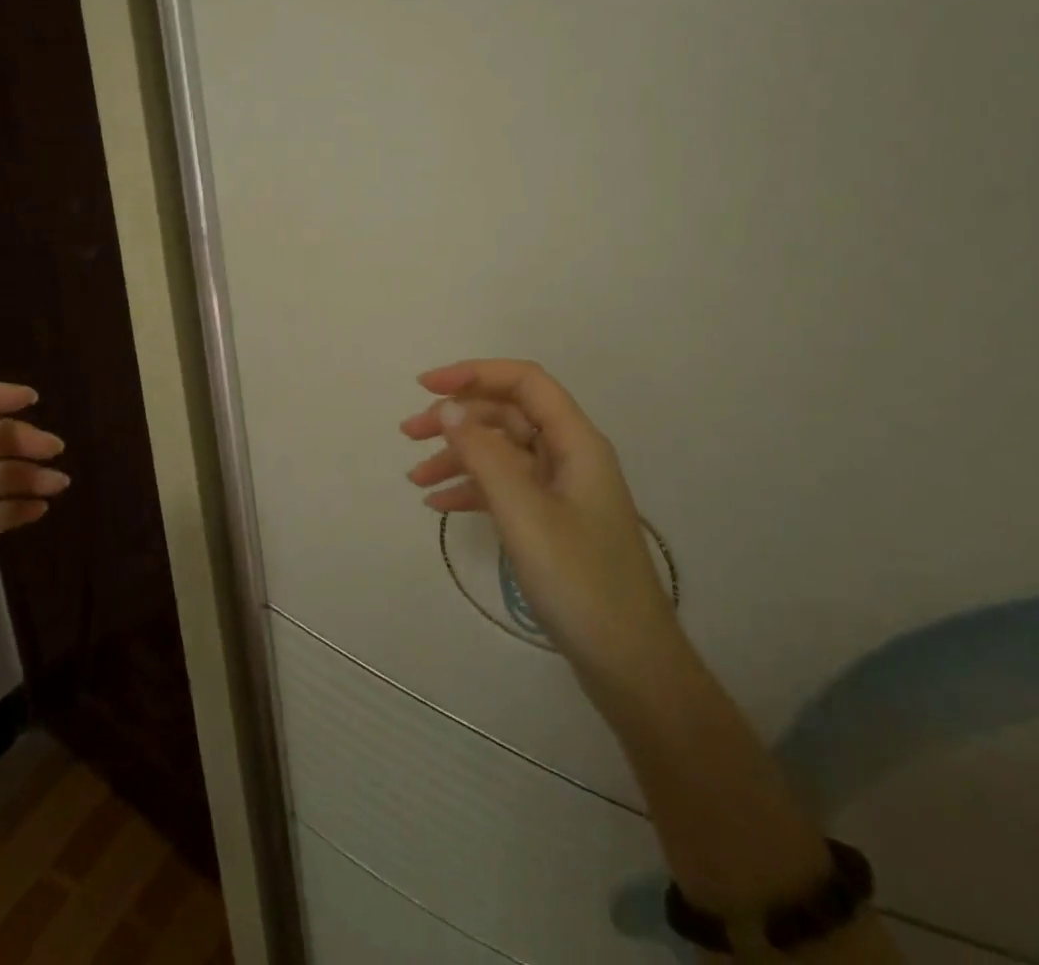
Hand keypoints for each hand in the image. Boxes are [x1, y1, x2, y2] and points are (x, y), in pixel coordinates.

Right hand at [402, 359, 677, 688]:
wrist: (630, 664)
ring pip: (502, 452)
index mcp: (576, 442)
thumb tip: (450, 408)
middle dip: (457, 418)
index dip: (474, 373)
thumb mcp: (523, 513)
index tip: (426, 387)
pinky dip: (472, 489)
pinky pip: (506, 487)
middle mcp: (570, 456)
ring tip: (415, 479)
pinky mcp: (553, 521)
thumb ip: (484, 454)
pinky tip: (439, 505)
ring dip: (458, 456)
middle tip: (408, 434)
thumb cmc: (580, 581)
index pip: (524, 382)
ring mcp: (562, 490)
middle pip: (508, 415)